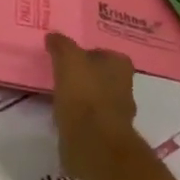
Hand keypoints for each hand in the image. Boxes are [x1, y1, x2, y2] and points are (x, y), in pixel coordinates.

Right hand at [47, 33, 138, 179]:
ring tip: (59, 92)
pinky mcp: (105, 134)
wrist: (93, 142)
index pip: (107, 53)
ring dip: (82, 95)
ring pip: (97, 97)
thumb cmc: (84, 93)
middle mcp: (125, 88)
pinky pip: (90, 117)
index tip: (70, 55)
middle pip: (103, 76)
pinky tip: (62, 112)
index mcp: (120, 67)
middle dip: (87, 74)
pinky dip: (79, 114)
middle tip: (62, 71)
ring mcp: (117, 113)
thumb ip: (62, 44)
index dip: (90, 53)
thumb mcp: (68, 59)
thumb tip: (54, 36)